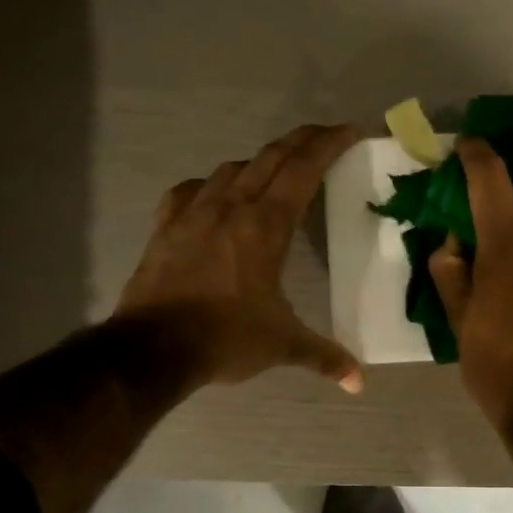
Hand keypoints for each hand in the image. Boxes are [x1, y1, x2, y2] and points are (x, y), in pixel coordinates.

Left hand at [115, 123, 364, 393]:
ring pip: (231, 168)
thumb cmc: (225, 339)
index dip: (329, 144)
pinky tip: (215, 198)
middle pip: (271, 156)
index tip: (350, 130)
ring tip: (275, 175)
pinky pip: (191, 190)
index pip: (303, 169)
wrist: (153, 348)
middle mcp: (231, 206)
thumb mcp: (282, 345)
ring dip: (259, 163)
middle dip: (302, 140)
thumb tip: (359, 382)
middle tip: (324, 136)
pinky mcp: (166, 226)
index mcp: (266, 226)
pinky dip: (211, 186)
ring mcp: (193, 212)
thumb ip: (324, 356)